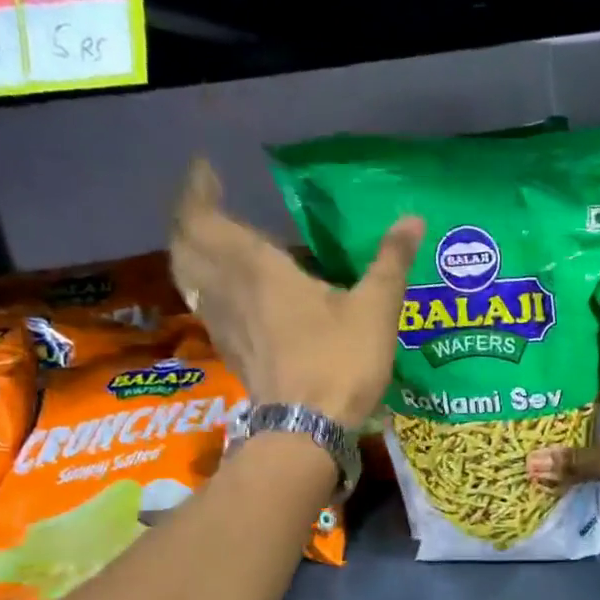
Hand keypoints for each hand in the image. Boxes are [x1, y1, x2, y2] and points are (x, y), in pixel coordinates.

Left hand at [170, 159, 421, 427]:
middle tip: (207, 202)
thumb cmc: (339, 362)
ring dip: (191, 251)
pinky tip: (229, 292)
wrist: (306, 430)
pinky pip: (204, 304)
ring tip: (213, 240)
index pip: (205, 218)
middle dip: (189, 218)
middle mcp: (229, 290)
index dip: (197, 190)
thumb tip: (412, 219)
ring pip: (188, 276)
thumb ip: (390, 262)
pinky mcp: (231, 351)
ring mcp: (223, 323)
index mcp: (257, 269)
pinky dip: (205, 285)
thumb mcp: (375, 310)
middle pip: (186, 245)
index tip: (205, 169)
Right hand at [526, 340, 599, 511]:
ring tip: (530, 418)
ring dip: (573, 421)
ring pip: (599, 417)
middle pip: (593, 386)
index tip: (543, 334)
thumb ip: (576, 460)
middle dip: (562, 387)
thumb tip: (528, 464)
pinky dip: (587, 449)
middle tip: (520, 383)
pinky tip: (558, 454)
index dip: (574, 338)